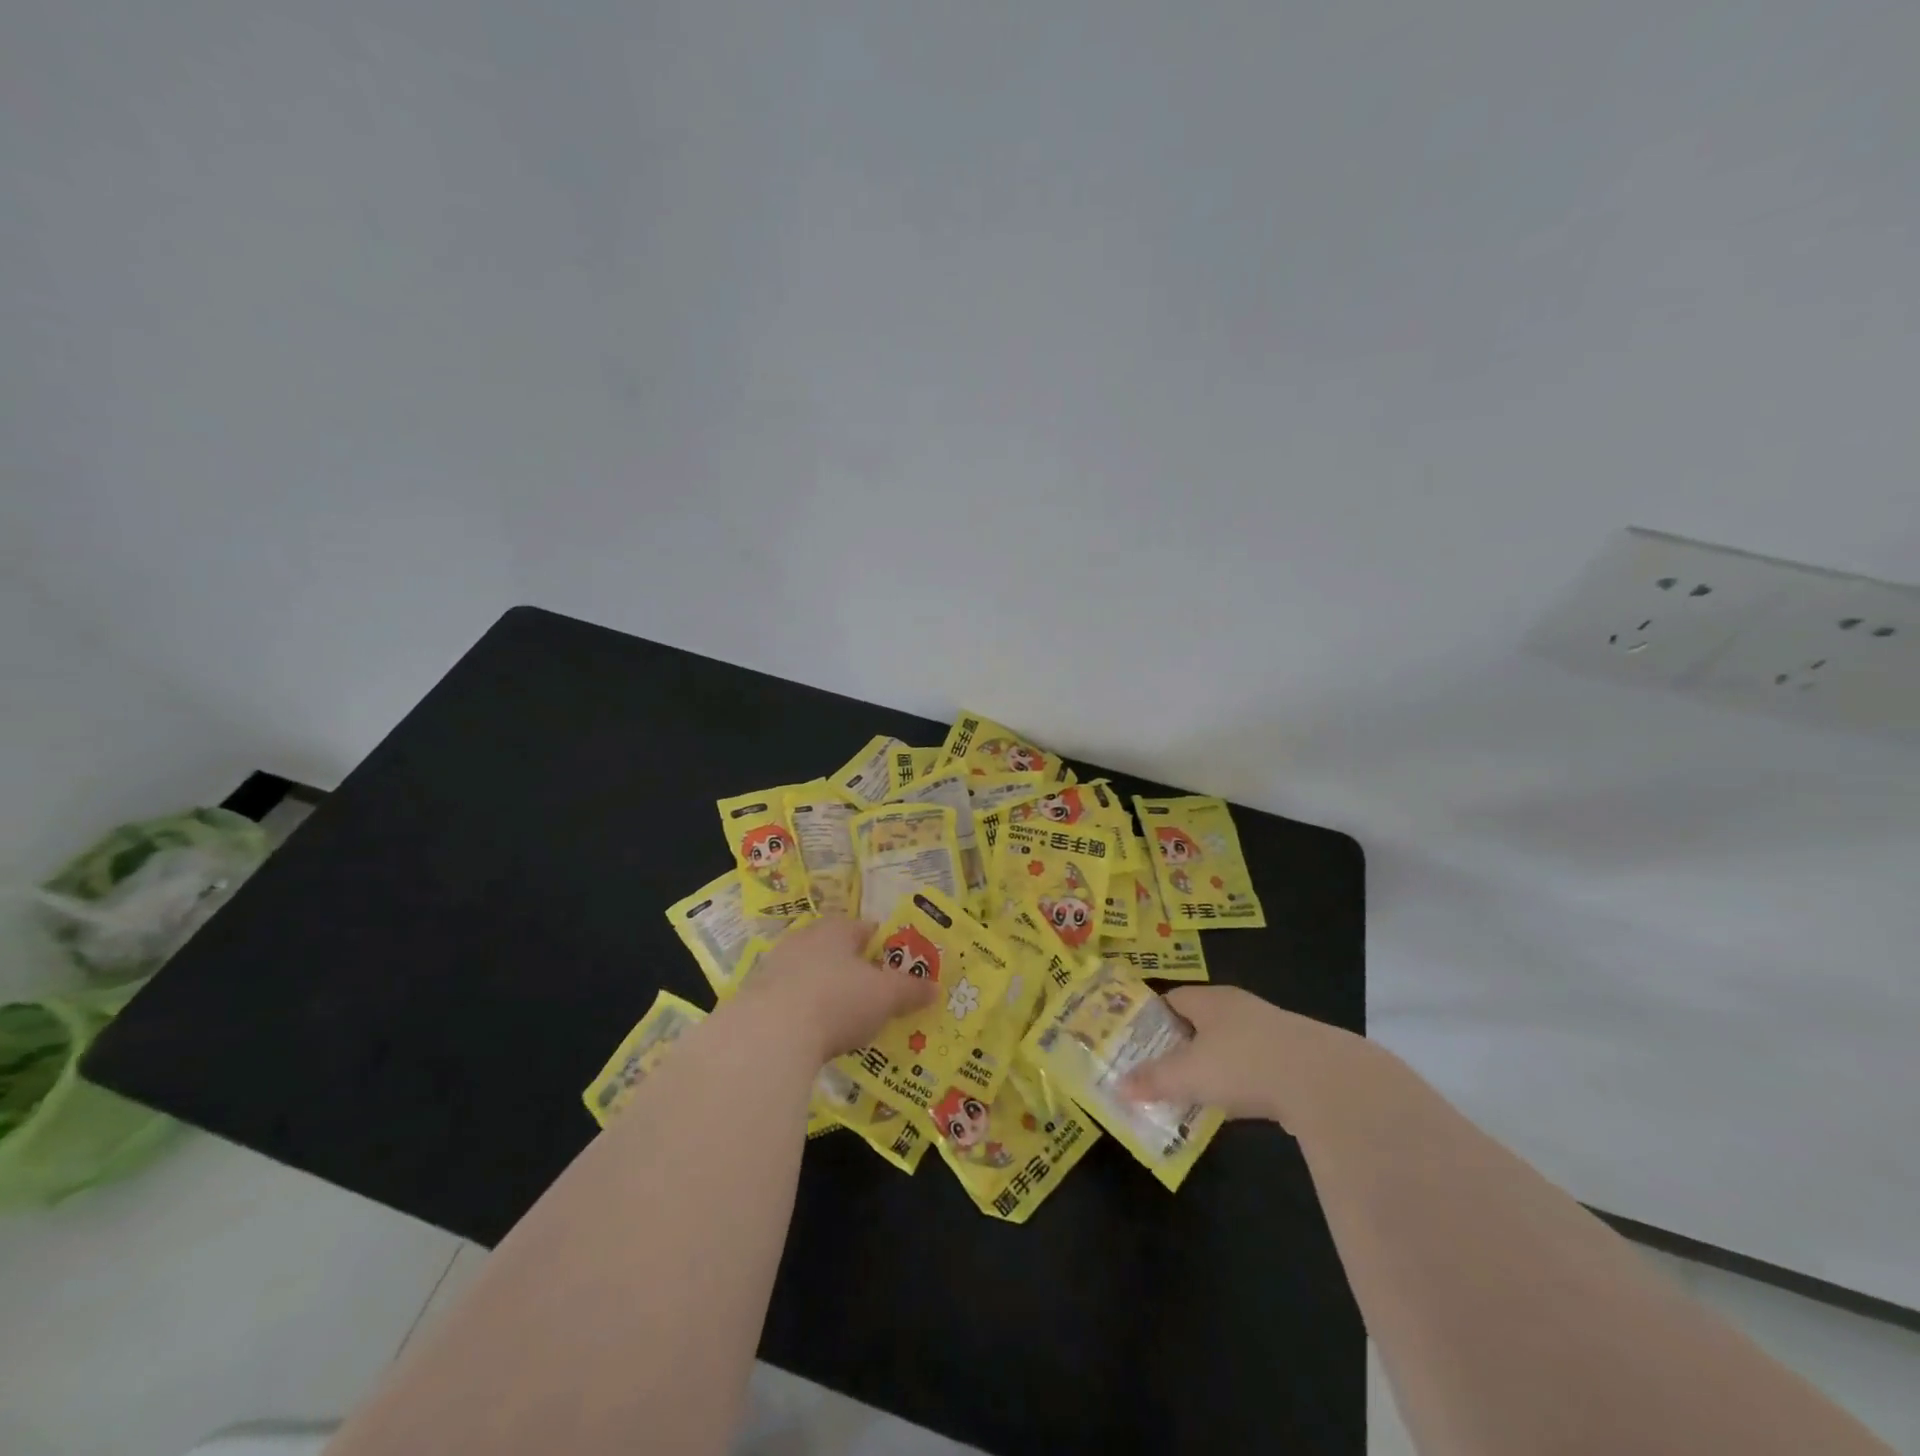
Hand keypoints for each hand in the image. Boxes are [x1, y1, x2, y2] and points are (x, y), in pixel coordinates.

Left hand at [742, 917, 935, 1063]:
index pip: (866, 929)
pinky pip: (788, 1001)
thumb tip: (935, 987)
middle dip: (853, 971)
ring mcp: (774, 967)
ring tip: (844, 1020)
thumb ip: (910, 990)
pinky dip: (802, 1014)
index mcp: (837, 929)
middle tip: (873, 997)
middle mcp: (804, 939)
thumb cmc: (837, 1000)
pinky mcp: (754, 998)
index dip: (885, 947)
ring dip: (825, 992)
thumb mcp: (885, 996)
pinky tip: (812, 1036)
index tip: (898, 969)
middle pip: (836, 951)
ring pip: (810, 975)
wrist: (767, 1035)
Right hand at [1120, 985, 1372, 1126]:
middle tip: (1160, 1072)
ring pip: (1229, 1044)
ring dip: (1212, 1065)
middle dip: (1180, 1045)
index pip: (1171, 999)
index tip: (1136, 1043)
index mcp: (1210, 1000)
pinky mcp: (1294, 1056)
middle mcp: (1238, 1006)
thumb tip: (1119, 1086)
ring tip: (1194, 1093)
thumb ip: (1154, 1080)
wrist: (1324, 1080)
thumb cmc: (1244, 1064)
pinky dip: (1242, 1081)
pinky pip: (1255, 1065)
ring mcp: (1270, 1030)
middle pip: (1200, 1021)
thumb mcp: (1189, 1075)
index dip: (1152, 1019)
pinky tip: (1237, 1106)